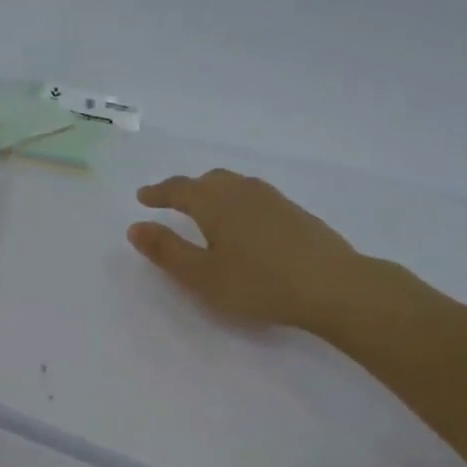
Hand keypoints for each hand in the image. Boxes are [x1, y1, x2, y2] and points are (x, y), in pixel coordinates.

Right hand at [127, 169, 369, 330]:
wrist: (331, 285)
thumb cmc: (257, 283)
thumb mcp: (202, 275)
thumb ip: (167, 251)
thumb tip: (136, 227)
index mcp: (215, 203)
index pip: (179, 189)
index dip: (158, 193)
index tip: (143, 197)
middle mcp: (242, 191)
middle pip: (209, 180)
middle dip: (186, 188)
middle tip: (171, 200)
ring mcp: (273, 199)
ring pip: (235, 185)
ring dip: (214, 191)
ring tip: (206, 208)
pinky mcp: (295, 212)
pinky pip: (255, 197)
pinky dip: (237, 202)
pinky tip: (245, 222)